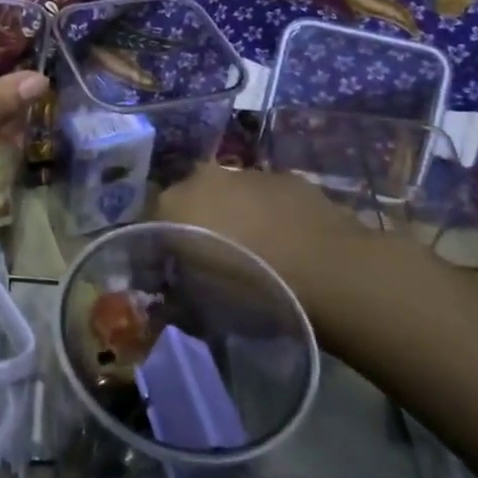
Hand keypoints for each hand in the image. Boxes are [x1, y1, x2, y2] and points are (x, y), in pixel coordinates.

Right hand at [157, 163, 378, 306]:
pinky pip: (267, 196)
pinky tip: (287, 241)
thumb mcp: (200, 304)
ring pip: (230, 193)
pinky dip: (269, 213)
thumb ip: (178, 291)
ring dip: (235, 214)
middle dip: (197, 220)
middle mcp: (202, 178)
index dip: (160, 246)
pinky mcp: (287, 178)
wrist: (326, 270)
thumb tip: (173, 291)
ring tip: (256, 251)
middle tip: (213, 256)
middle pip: (190, 198)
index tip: (171, 270)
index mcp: (171, 204)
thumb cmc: (250, 289)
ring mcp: (247, 173)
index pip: (151, 221)